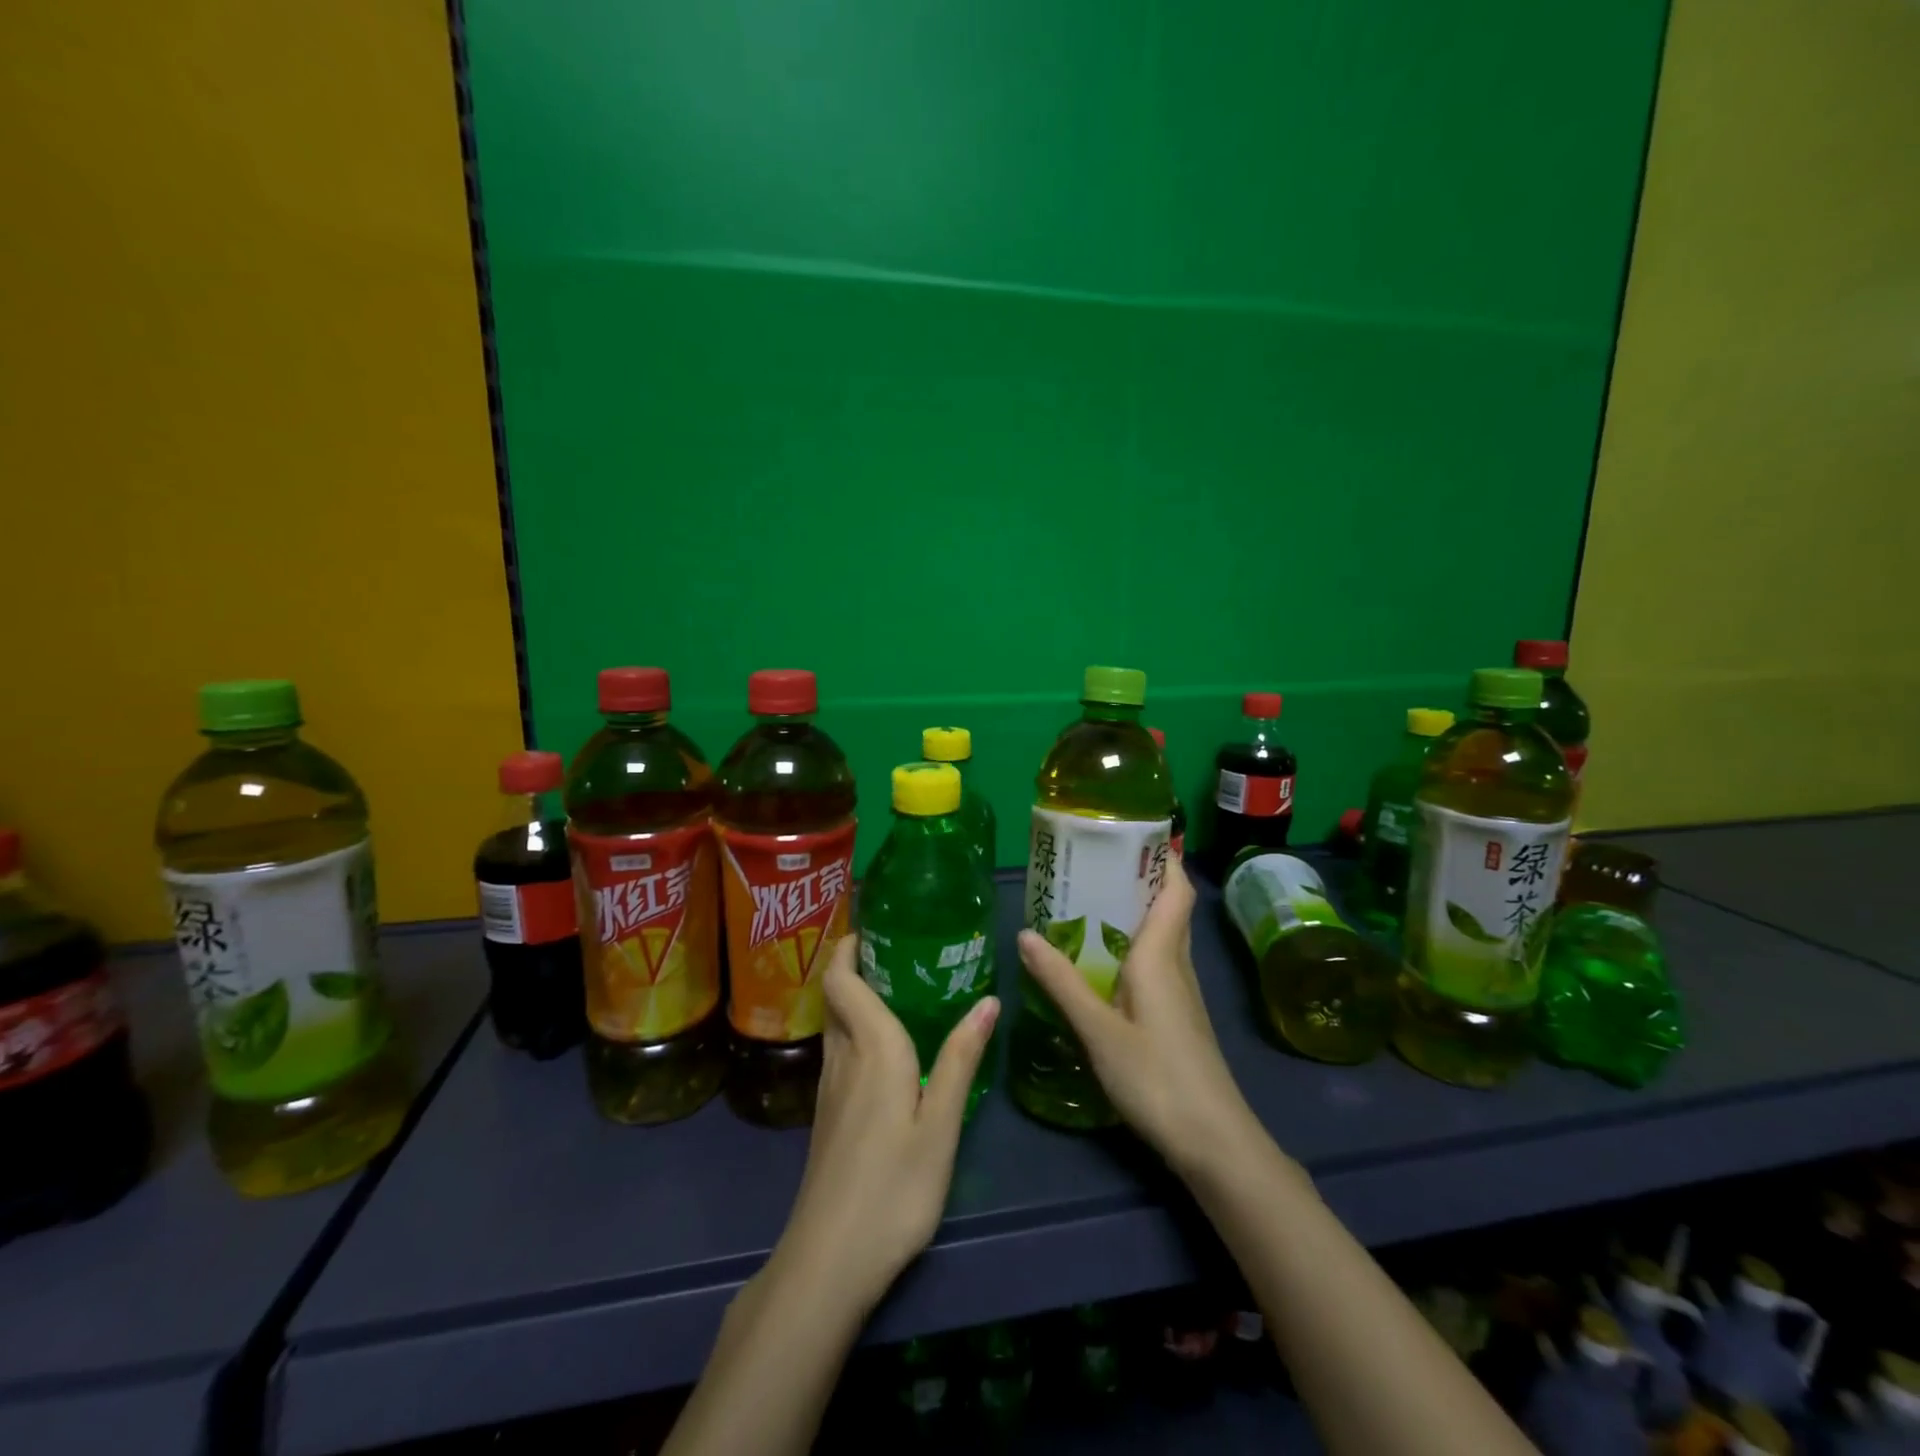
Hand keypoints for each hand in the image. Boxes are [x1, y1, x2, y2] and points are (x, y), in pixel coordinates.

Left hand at [772, 935, 999, 1312]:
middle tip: (898, 949)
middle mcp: (843, 1058)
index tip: (873, 924)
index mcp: (871, 1049)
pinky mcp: (828, 1116)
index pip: (844, 980)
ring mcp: (829, 1089)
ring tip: (898, 987)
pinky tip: (886, 1048)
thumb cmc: (893, 1188)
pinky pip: (839, 1051)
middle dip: (855, 965)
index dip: (848, 947)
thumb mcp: (940, 1126)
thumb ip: (960, 1060)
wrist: (828, 1261)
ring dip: (855, 996)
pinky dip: (856, 1029)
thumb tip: (987, 1000)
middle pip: (837, 997)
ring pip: (836, 1024)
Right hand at [1017, 854, 1259, 1176]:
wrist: (1214, 1142)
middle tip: (1090, 862)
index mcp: (1162, 954)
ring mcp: (1180, 991)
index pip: (1176, 888)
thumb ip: (1061, 982)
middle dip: (1137, 878)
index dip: (1163, 856)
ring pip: (1162, 935)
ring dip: (1133, 912)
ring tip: (1086, 901)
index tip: (1131, 831)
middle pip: (1168, 906)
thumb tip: (1025, 934)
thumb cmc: (1157, 1077)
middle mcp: (1177, 963)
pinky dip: (1132, 946)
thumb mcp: (1098, 1030)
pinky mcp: (1176, 1015)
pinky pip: (1156, 962)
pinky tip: (1101, 961)